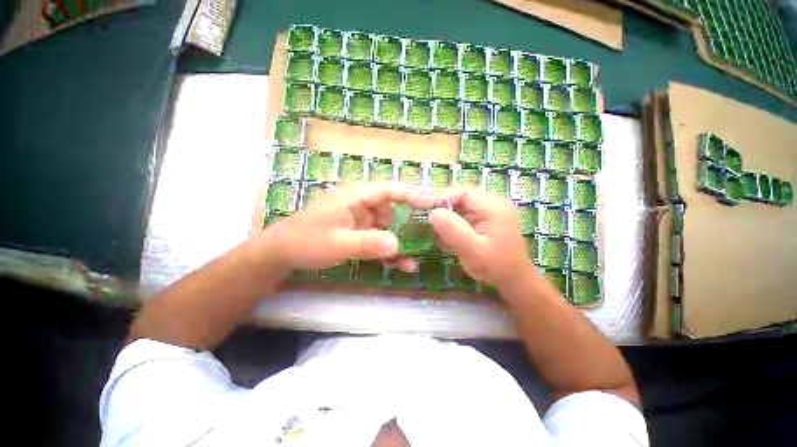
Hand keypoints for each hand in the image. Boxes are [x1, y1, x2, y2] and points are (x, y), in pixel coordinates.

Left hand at [262, 183, 433, 273]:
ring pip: (386, 226)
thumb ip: (369, 243)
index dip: (411, 194)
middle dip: (406, 225)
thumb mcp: (339, 243)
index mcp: (355, 197)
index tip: (431, 203)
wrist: (281, 253)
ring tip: (410, 260)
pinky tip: (398, 263)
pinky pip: (377, 237)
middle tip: (424, 239)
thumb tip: (398, 243)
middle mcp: (360, 204)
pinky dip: (387, 249)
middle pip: (391, 209)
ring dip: (398, 242)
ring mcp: (359, 219)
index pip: (389, 190)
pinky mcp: (357, 231)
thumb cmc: (307, 242)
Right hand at [429, 188, 534, 289]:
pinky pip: (463, 214)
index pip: (462, 192)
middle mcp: (492, 202)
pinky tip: (445, 234)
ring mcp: (489, 210)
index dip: (440, 197)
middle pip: (460, 196)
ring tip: (433, 227)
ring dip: (445, 215)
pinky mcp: (484, 218)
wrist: (514, 280)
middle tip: (424, 217)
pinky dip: (451, 222)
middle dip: (441, 206)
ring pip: (460, 205)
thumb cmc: (495, 267)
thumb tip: (433, 213)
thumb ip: (452, 230)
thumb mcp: (472, 250)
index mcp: (493, 206)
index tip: (422, 207)